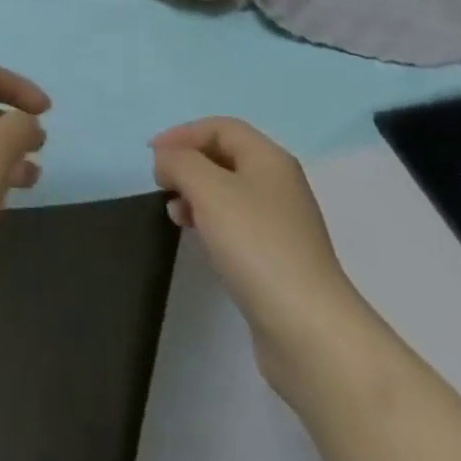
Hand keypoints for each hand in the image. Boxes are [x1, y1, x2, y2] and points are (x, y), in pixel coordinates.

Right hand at [151, 118, 357, 343]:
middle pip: (225, 157)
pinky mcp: (277, 261)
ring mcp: (281, 225)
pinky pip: (236, 226)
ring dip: (196, 194)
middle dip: (189, 163)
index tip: (151, 155)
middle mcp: (279, 185)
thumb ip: (180, 162)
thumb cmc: (257, 246)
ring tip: (173, 213)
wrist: (309, 333)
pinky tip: (197, 240)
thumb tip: (167, 160)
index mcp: (269, 159)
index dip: (183, 133)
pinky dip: (210, 223)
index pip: (220, 127)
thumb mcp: (209, 190)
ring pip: (229, 193)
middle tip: (161, 184)